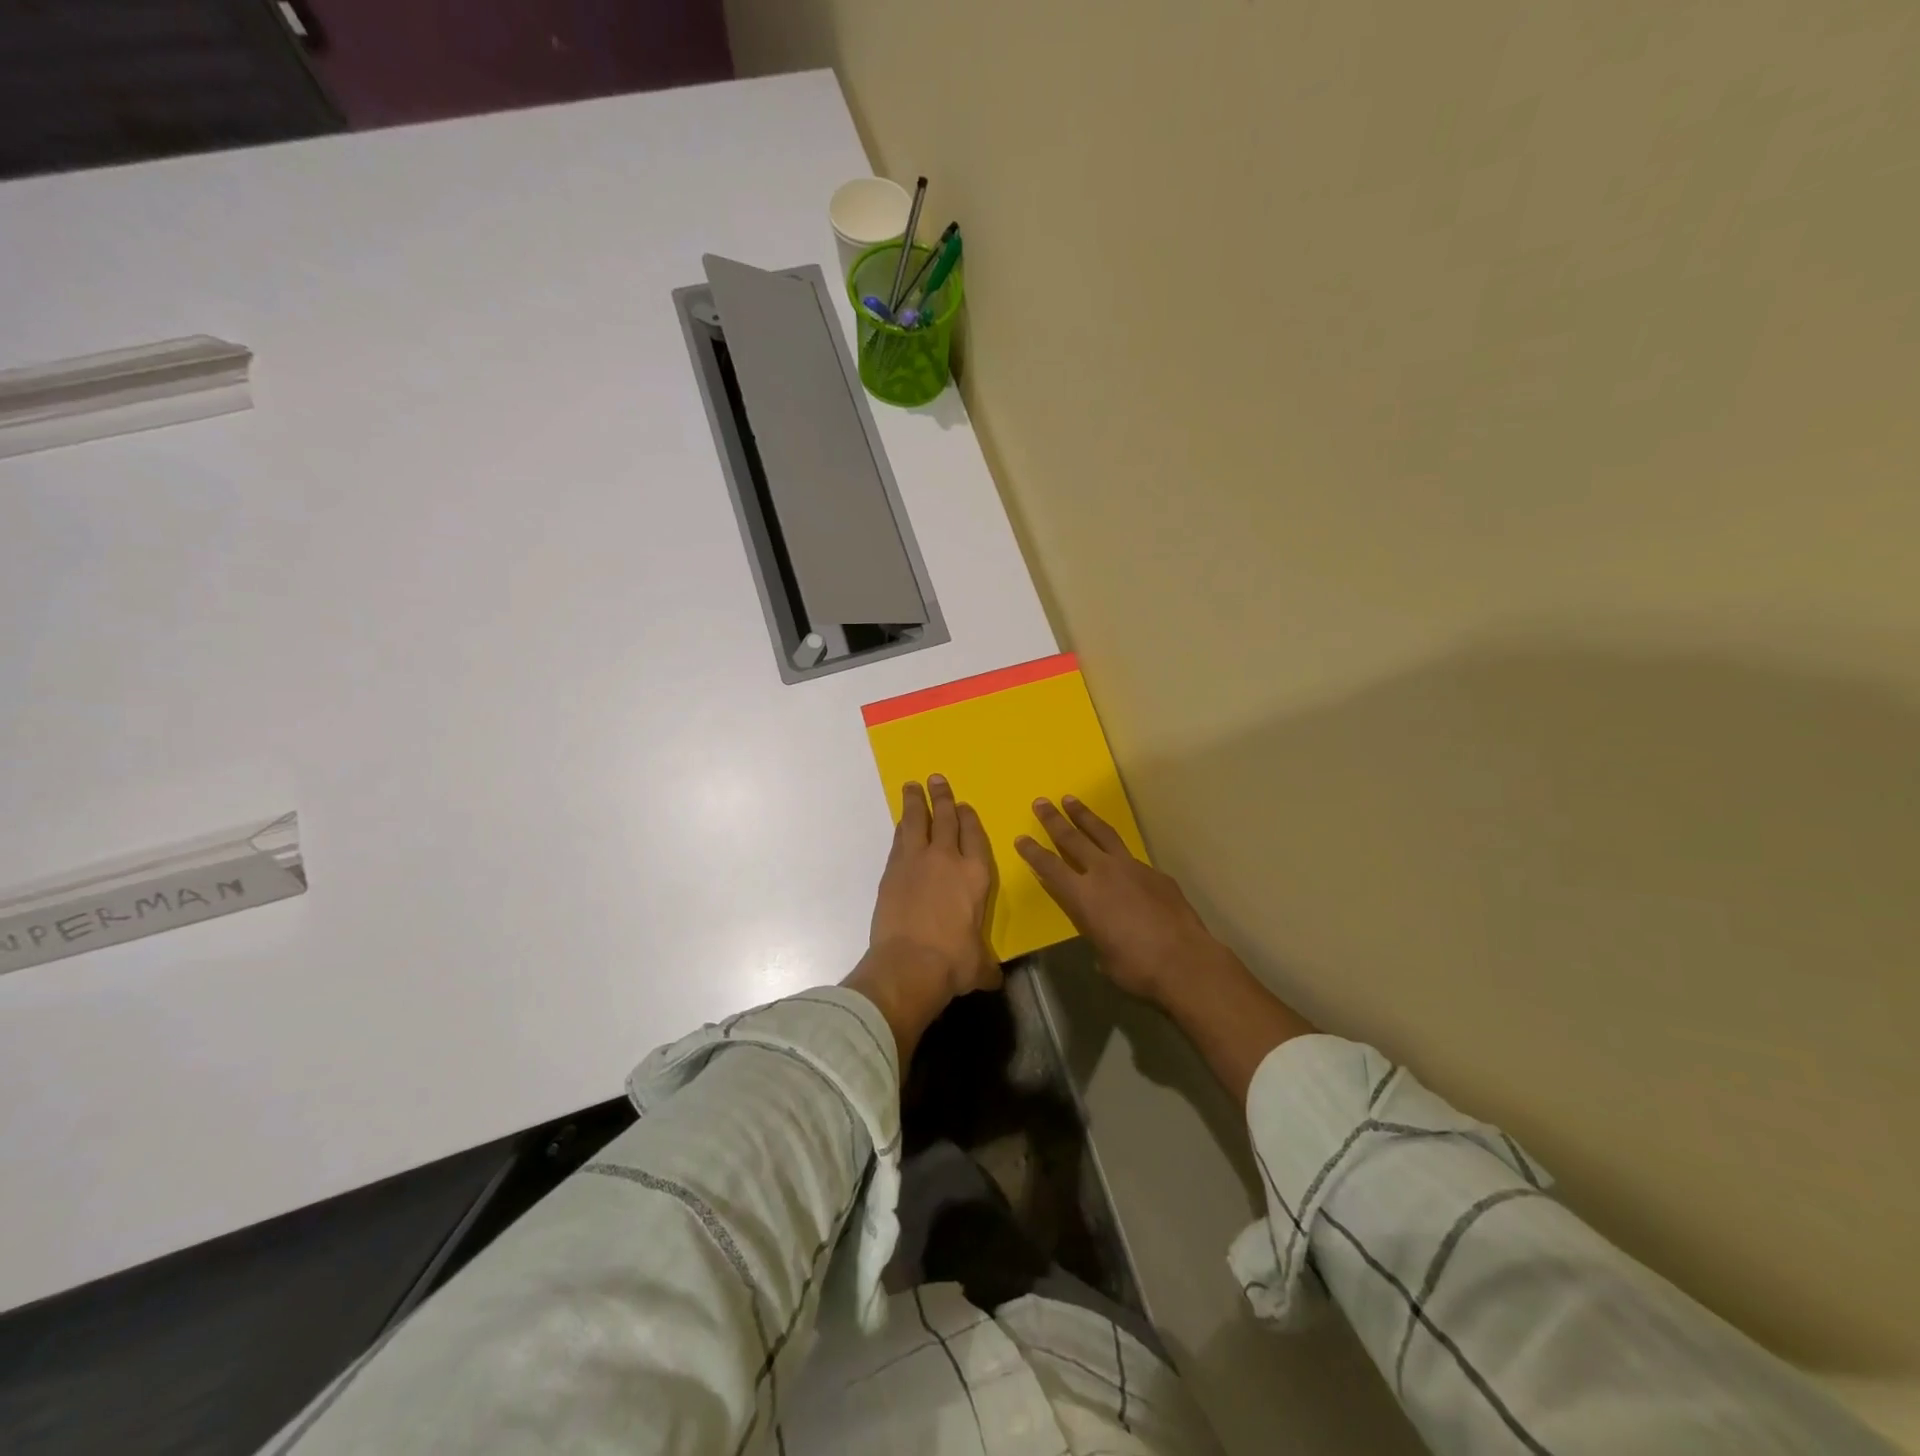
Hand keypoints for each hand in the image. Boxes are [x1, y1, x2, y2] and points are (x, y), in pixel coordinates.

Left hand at [845, 776, 999, 1061]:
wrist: (909, 964)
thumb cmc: (953, 963)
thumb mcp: (978, 966)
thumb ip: (986, 965)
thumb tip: (992, 977)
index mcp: (976, 875)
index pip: (974, 836)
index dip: (969, 818)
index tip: (964, 806)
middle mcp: (947, 859)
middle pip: (946, 819)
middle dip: (943, 798)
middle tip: (937, 779)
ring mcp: (917, 861)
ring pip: (917, 821)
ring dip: (916, 802)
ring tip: (913, 786)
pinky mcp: (892, 871)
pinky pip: (900, 839)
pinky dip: (902, 827)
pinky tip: (902, 822)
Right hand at [1015, 797, 1234, 1007]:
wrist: (1184, 961)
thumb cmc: (1136, 967)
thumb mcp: (1104, 955)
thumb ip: (1097, 934)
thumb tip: (1103, 933)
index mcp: (1082, 896)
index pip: (1050, 867)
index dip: (1033, 853)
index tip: (1021, 838)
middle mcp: (1103, 873)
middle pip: (1072, 839)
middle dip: (1053, 820)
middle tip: (1041, 802)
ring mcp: (1132, 868)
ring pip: (1103, 834)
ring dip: (1085, 816)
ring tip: (1071, 800)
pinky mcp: (1155, 873)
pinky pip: (1132, 858)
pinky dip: (1120, 853)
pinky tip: (1121, 859)